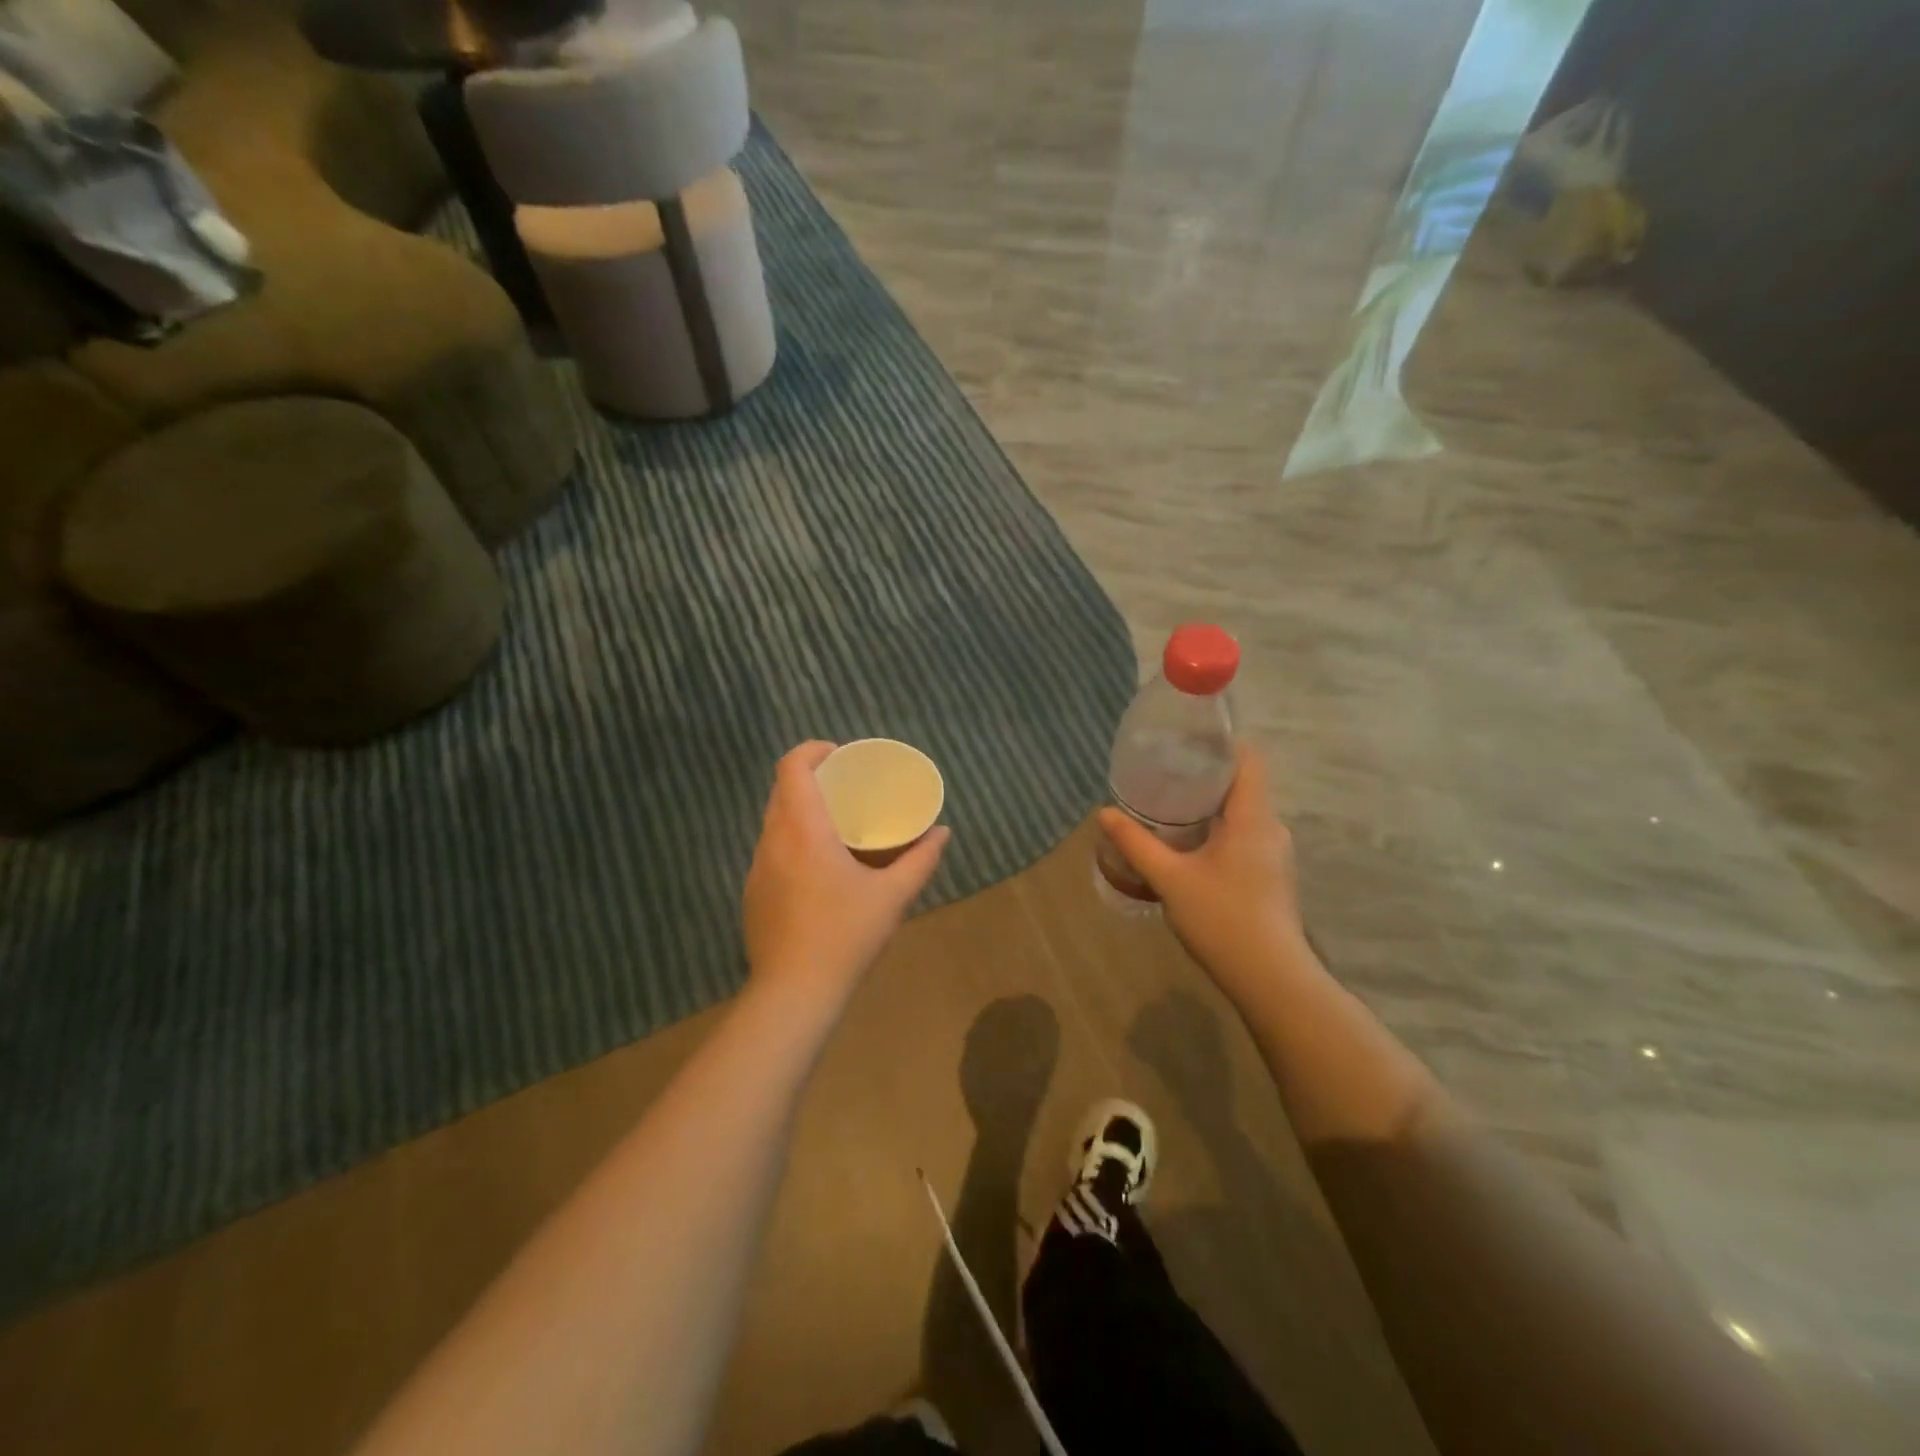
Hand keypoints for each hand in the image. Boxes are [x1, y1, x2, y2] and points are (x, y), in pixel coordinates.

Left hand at [743, 741, 949, 1004]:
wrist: (793, 993)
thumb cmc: (845, 936)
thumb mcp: (893, 896)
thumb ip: (920, 860)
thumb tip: (942, 833)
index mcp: (803, 830)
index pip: (792, 767)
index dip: (813, 750)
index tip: (840, 754)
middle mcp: (773, 840)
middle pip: (781, 789)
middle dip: (811, 777)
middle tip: (846, 785)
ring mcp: (757, 868)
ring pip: (773, 821)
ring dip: (799, 810)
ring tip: (835, 823)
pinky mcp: (753, 893)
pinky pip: (771, 850)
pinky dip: (791, 840)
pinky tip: (817, 867)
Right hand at [1097, 744, 1314, 1012]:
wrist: (1271, 979)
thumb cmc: (1222, 919)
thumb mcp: (1170, 879)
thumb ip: (1136, 843)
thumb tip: (1104, 813)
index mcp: (1253, 817)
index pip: (1248, 759)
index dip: (1221, 742)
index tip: (1185, 739)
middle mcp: (1270, 828)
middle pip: (1242, 784)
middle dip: (1204, 776)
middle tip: (1163, 773)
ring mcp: (1274, 854)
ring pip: (1242, 813)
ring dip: (1209, 807)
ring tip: (1168, 807)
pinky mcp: (1271, 876)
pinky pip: (1243, 836)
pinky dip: (1217, 831)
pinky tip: (1188, 846)